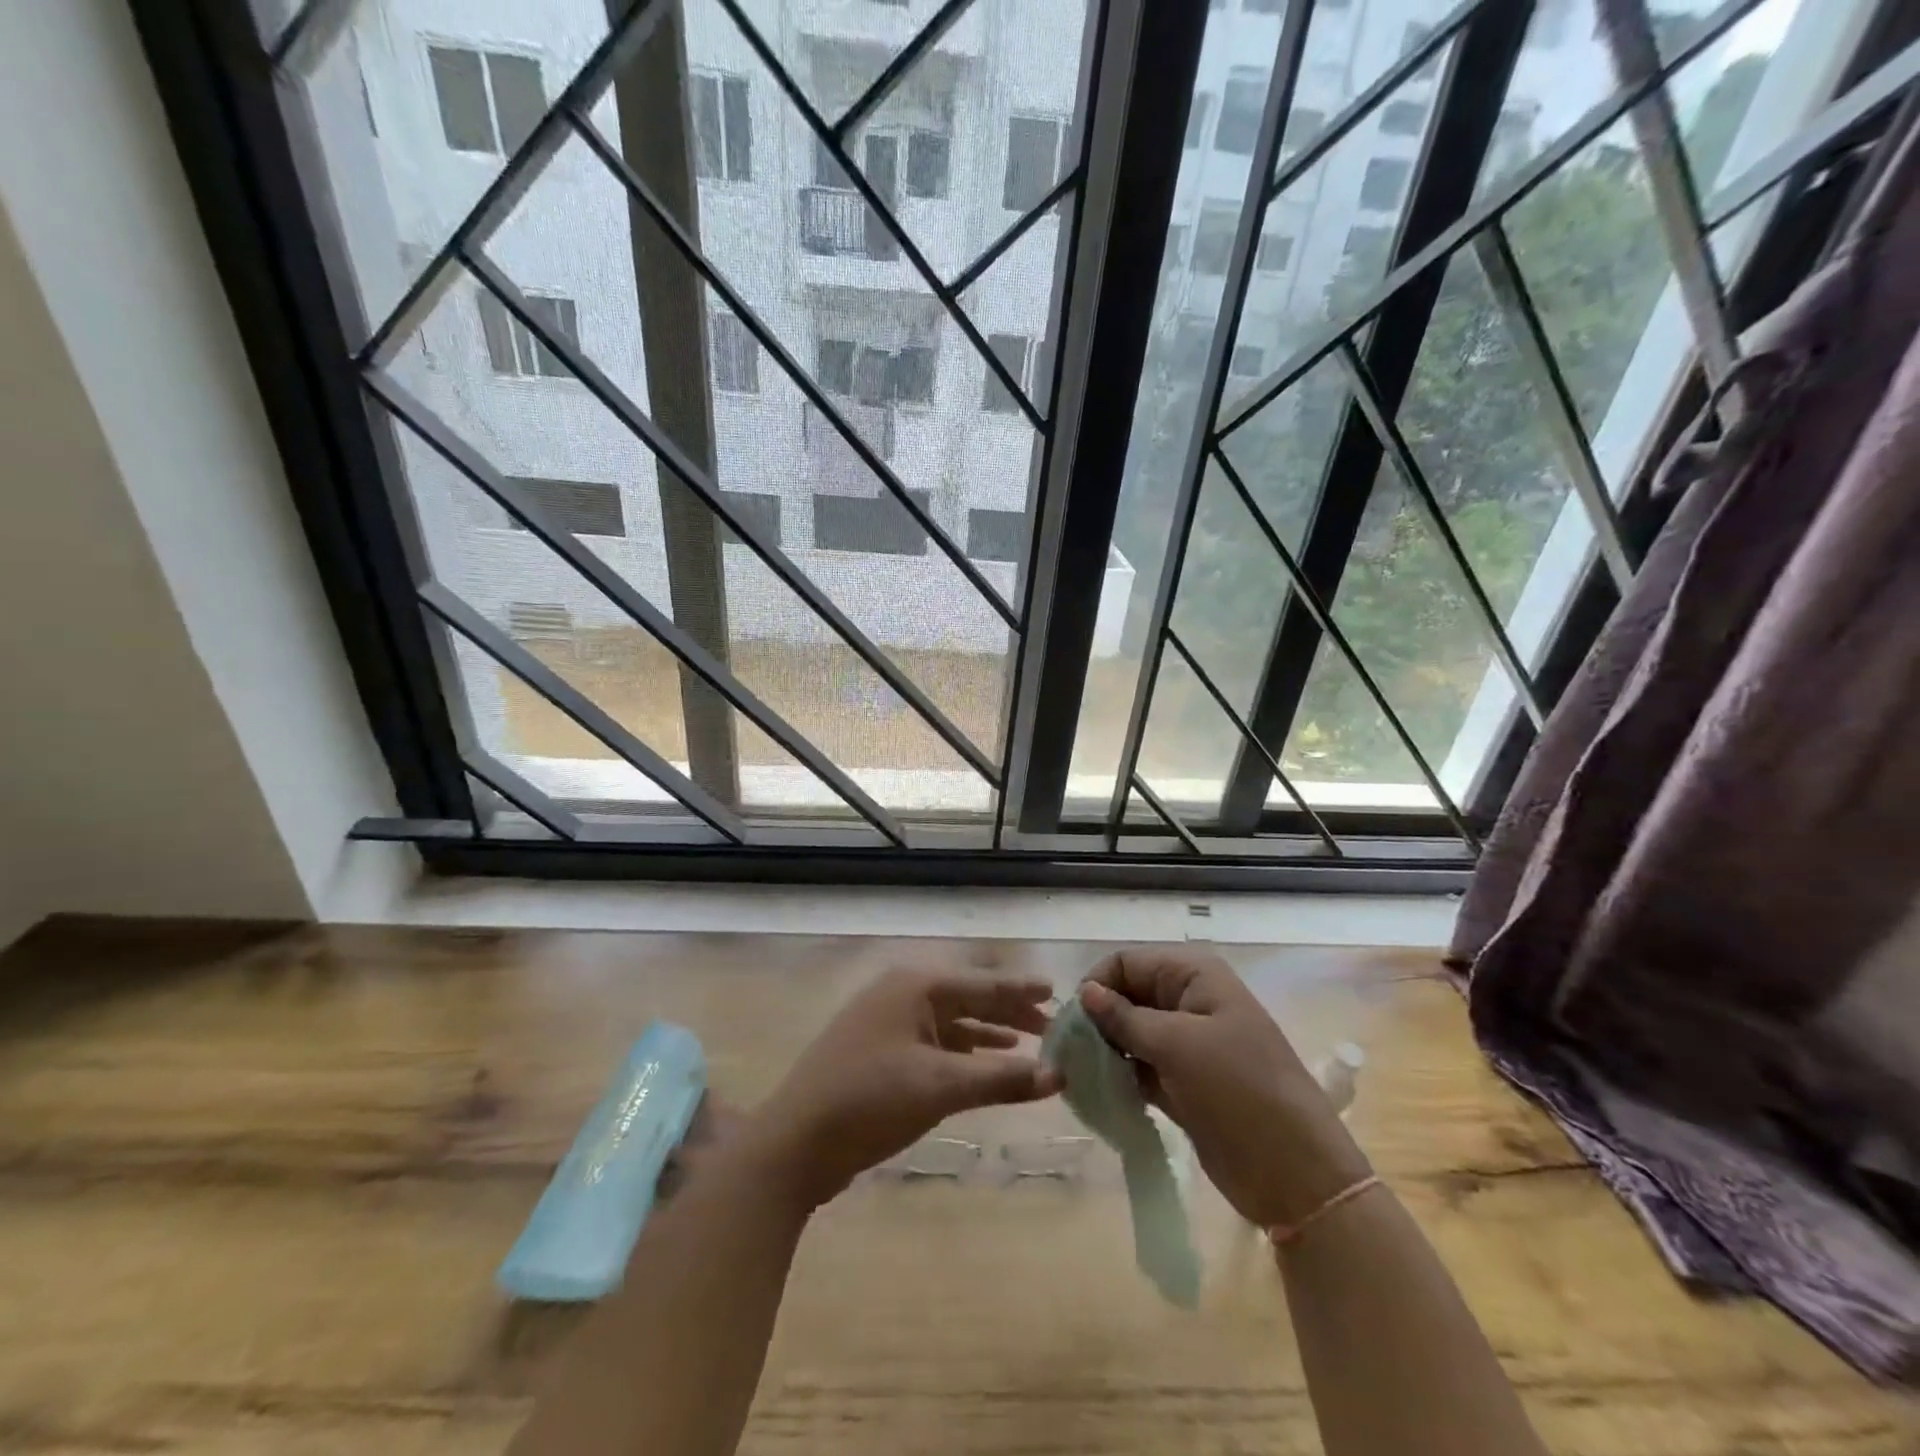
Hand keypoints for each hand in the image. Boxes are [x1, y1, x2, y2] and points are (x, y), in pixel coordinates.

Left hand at [746, 964, 1061, 1208]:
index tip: (1058, 991)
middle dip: (1009, 1013)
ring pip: (951, 1020)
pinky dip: (963, 1051)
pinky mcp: (880, 1051)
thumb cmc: (871, 1100)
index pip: (983, 983)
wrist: (795, 1142)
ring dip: (988, 1033)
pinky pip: (934, 1041)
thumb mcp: (941, 1087)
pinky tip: (983, 1064)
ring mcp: (888, 1021)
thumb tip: (1059, 1075)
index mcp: (916, 986)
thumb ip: (1001, 1078)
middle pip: (968, 997)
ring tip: (1027, 1044)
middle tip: (1052, 1027)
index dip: (1021, 990)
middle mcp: (903, 993)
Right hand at [1078, 948, 1370, 1228]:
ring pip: (1130, 1034)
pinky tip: (1098, 1093)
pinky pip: (1140, 1067)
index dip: (1097, 985)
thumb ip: (1124, 1018)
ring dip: (1104, 1051)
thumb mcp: (1177, 1045)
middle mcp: (1188, 1000)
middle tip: (1067, 1054)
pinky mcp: (1183, 1082)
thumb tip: (1084, 993)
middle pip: (1125, 995)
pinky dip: (1120, 1077)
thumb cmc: (1238, 1090)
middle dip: (1096, 1020)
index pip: (1126, 962)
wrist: (1295, 1173)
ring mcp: (1187, 1043)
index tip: (1071, 1023)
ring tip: (1078, 1076)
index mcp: (1193, 975)